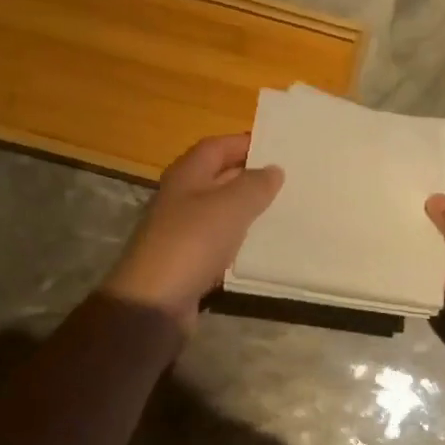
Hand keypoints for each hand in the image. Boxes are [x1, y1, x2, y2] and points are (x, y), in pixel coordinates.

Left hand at [101, 133, 282, 330]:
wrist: (155, 302)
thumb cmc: (192, 242)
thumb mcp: (230, 206)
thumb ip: (255, 185)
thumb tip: (274, 169)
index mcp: (186, 175)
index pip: (217, 146)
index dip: (245, 143)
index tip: (279, 147)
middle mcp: (182, 198)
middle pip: (218, 177)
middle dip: (251, 176)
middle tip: (290, 178)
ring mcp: (183, 231)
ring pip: (221, 211)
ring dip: (248, 209)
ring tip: (284, 209)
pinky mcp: (189, 261)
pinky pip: (220, 241)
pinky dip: (241, 240)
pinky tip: (263, 245)